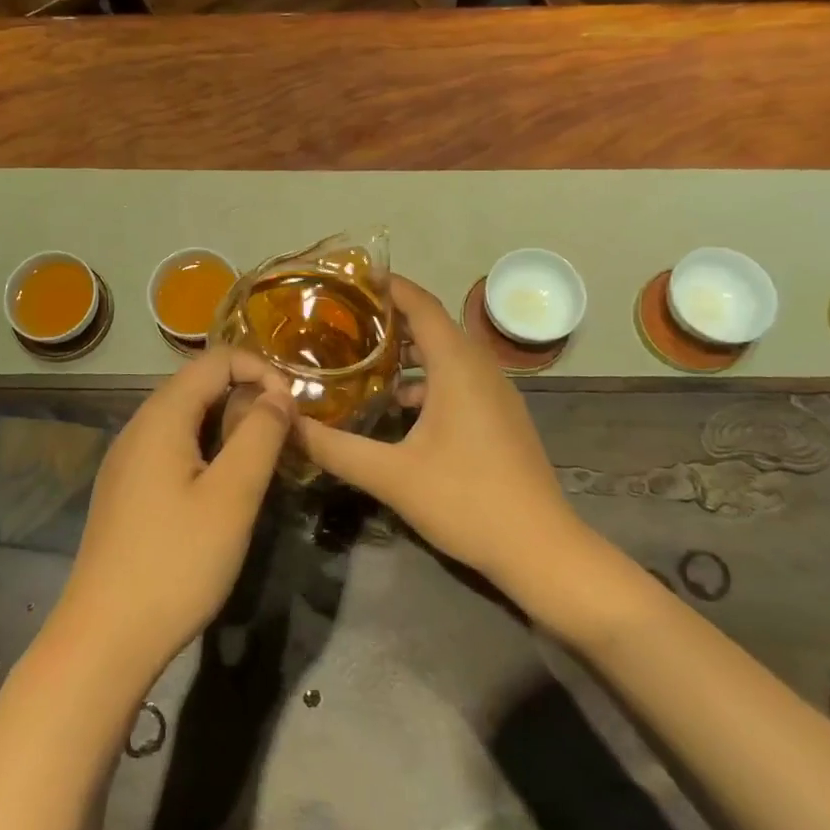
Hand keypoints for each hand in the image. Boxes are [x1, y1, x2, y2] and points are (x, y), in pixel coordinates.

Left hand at [53, 347, 295, 682]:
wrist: (105, 638)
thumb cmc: (176, 562)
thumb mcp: (232, 496)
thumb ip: (260, 434)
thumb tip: (279, 393)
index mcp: (161, 416)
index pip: (216, 360)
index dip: (260, 370)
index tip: (292, 409)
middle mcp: (138, 427)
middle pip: (199, 386)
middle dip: (247, 399)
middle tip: (283, 440)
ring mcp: (128, 460)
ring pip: (187, 420)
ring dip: (229, 428)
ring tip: (261, 465)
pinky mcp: (127, 490)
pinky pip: (173, 449)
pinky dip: (207, 452)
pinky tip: (223, 491)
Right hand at [296, 276, 580, 597]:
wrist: (541, 550)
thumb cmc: (467, 501)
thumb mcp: (391, 476)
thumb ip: (335, 448)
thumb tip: (288, 424)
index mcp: (458, 367)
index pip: (421, 305)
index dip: (388, 286)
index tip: (350, 279)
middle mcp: (480, 368)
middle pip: (433, 325)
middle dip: (390, 318)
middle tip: (343, 320)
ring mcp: (495, 393)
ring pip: (446, 355)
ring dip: (408, 351)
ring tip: (362, 358)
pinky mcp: (500, 417)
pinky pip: (458, 379)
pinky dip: (426, 379)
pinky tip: (398, 406)